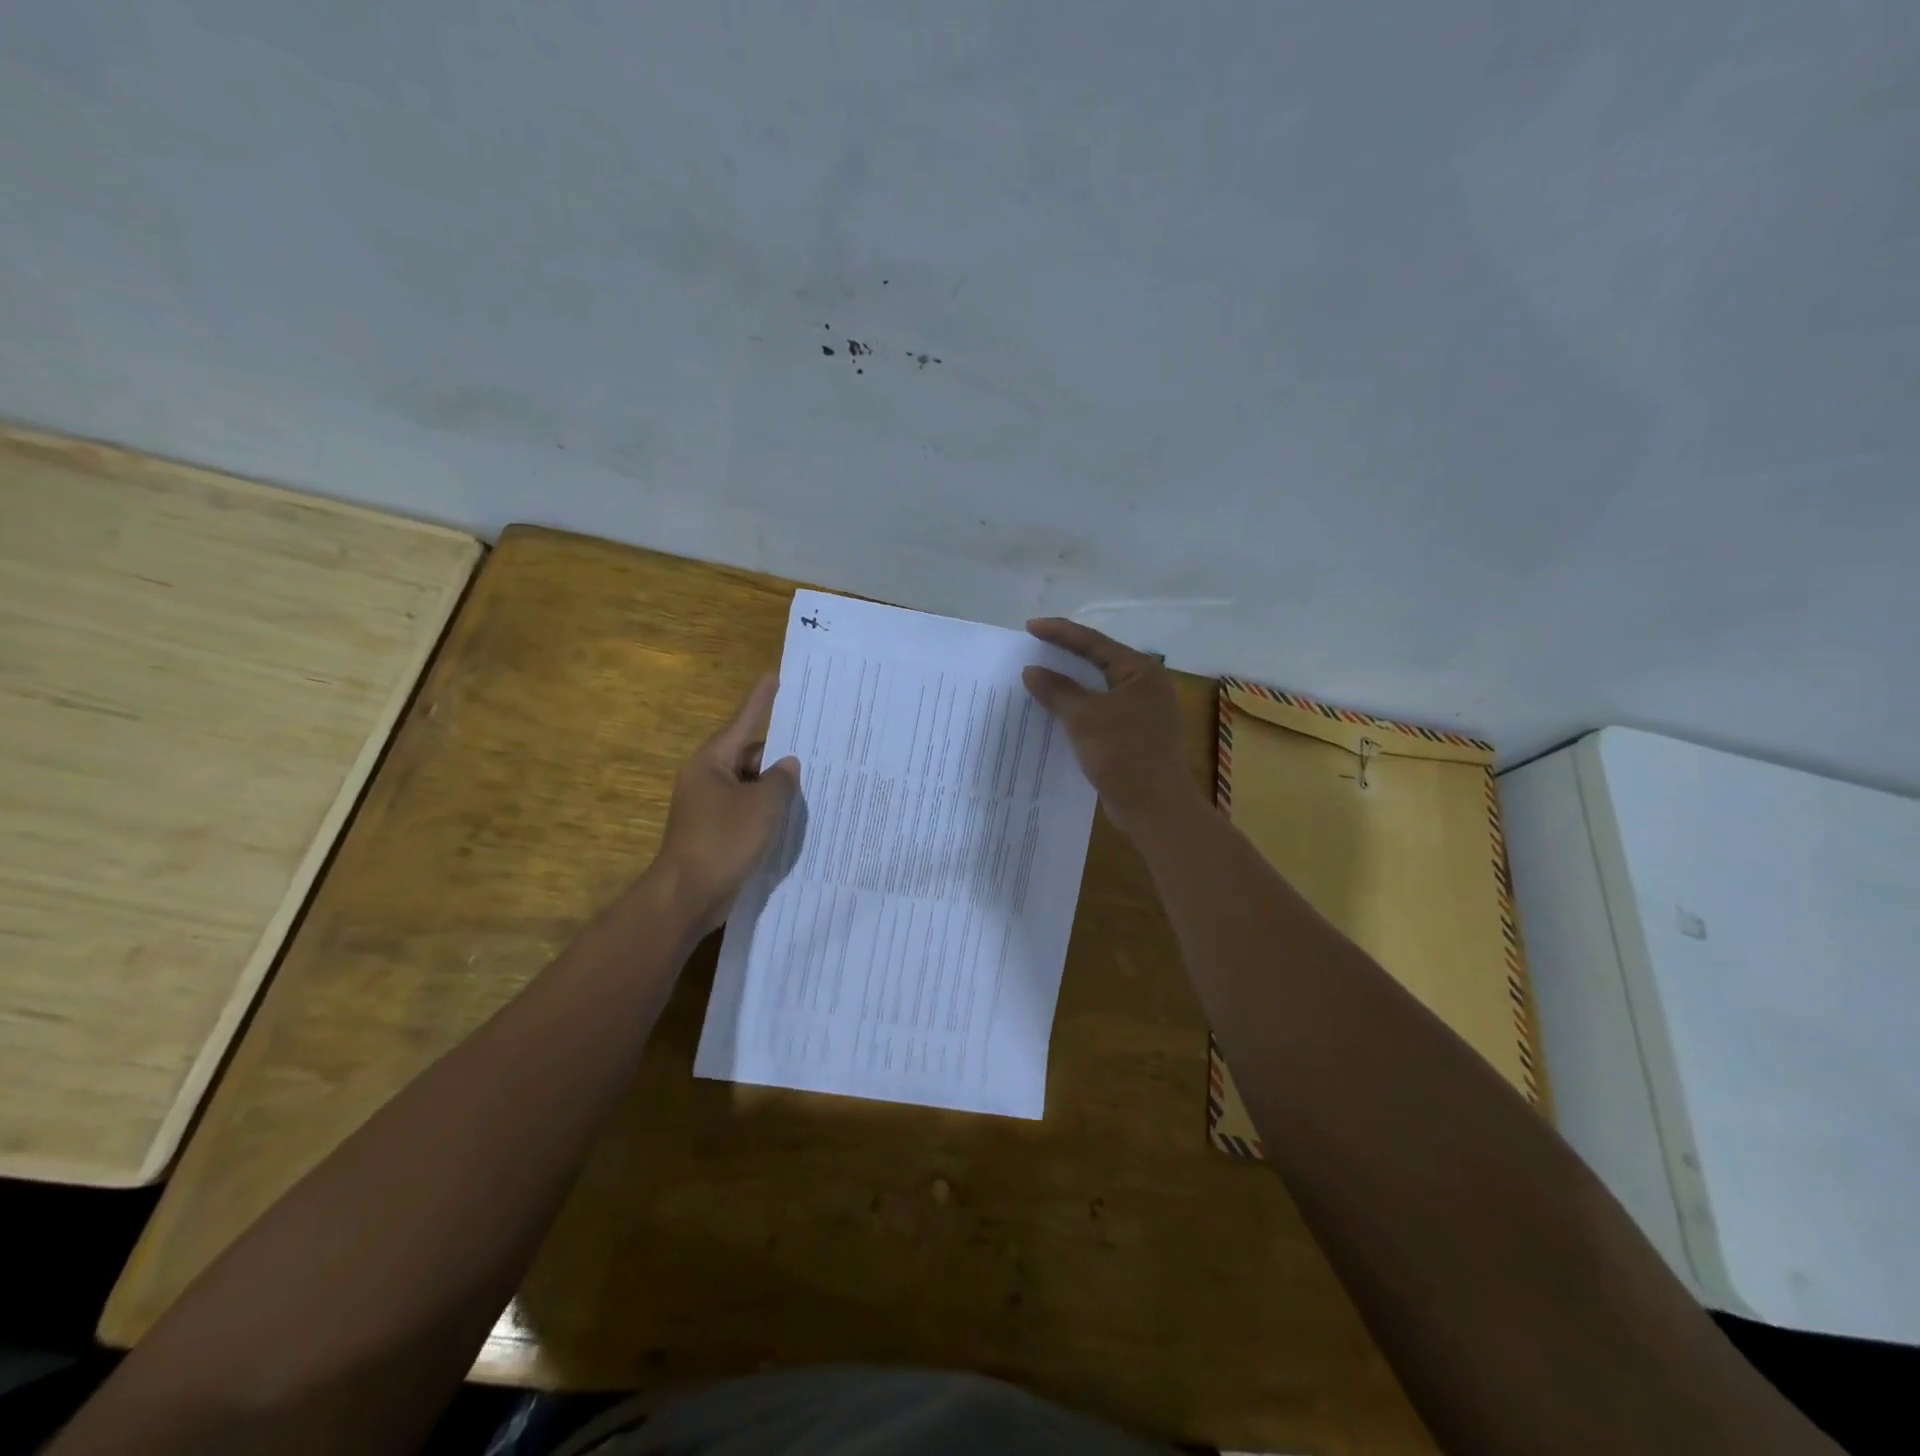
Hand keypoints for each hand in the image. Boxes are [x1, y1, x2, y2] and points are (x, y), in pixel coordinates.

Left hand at [654, 675, 799, 935]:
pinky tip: (791, 816)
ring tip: (812, 782)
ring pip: (749, 785)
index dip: (761, 700)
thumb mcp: (763, 805)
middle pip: (748, 755)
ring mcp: (709, 806)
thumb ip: (781, 780)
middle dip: (778, 754)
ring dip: (775, 786)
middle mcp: (707, 778)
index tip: (774, 677)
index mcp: (712, 762)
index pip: (742, 721)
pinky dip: (766, 810)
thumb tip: (788, 766)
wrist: (687, 895)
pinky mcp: (715, 831)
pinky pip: (746, 810)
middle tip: (814, 746)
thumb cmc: (724, 840)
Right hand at [1021, 619, 1198, 837]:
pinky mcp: (1132, 735)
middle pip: (1097, 661)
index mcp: (1140, 671)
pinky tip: (1053, 711)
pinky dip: (1075, 708)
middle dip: (1064, 655)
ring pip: (1097, 689)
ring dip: (1068, 684)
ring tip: (1037, 676)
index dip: (1060, 632)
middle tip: (1032, 647)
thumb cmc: (1124, 754)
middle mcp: (1144, 685)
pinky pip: (1098, 711)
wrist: (1155, 807)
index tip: (1029, 627)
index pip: (1094, 642)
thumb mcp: (1085, 717)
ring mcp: (1140, 711)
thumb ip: (1057, 690)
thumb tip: (1031, 670)